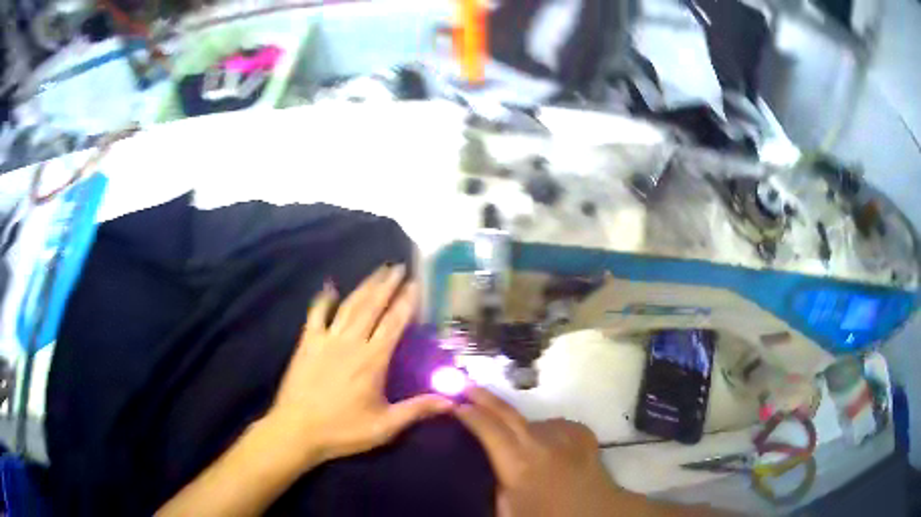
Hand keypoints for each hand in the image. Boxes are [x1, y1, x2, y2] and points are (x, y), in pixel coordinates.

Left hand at [264, 264, 453, 470]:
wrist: (296, 430)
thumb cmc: (343, 430)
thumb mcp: (384, 426)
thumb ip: (417, 410)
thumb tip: (452, 401)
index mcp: (372, 360)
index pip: (394, 323)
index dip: (406, 302)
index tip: (416, 283)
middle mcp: (350, 342)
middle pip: (372, 306)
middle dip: (387, 285)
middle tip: (399, 267)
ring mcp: (326, 340)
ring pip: (349, 306)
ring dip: (364, 286)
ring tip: (378, 271)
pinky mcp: (307, 343)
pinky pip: (316, 315)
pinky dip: (323, 300)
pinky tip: (330, 288)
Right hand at [454, 388, 620, 516]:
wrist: (598, 513)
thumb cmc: (548, 516)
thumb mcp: (509, 510)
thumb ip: (496, 486)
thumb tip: (490, 468)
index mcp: (518, 463)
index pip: (488, 430)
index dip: (469, 415)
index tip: (454, 406)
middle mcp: (540, 442)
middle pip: (508, 413)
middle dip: (485, 398)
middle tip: (468, 387)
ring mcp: (564, 435)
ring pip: (533, 421)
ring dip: (519, 424)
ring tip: (514, 438)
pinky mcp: (582, 435)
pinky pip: (555, 426)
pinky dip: (546, 432)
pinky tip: (546, 444)